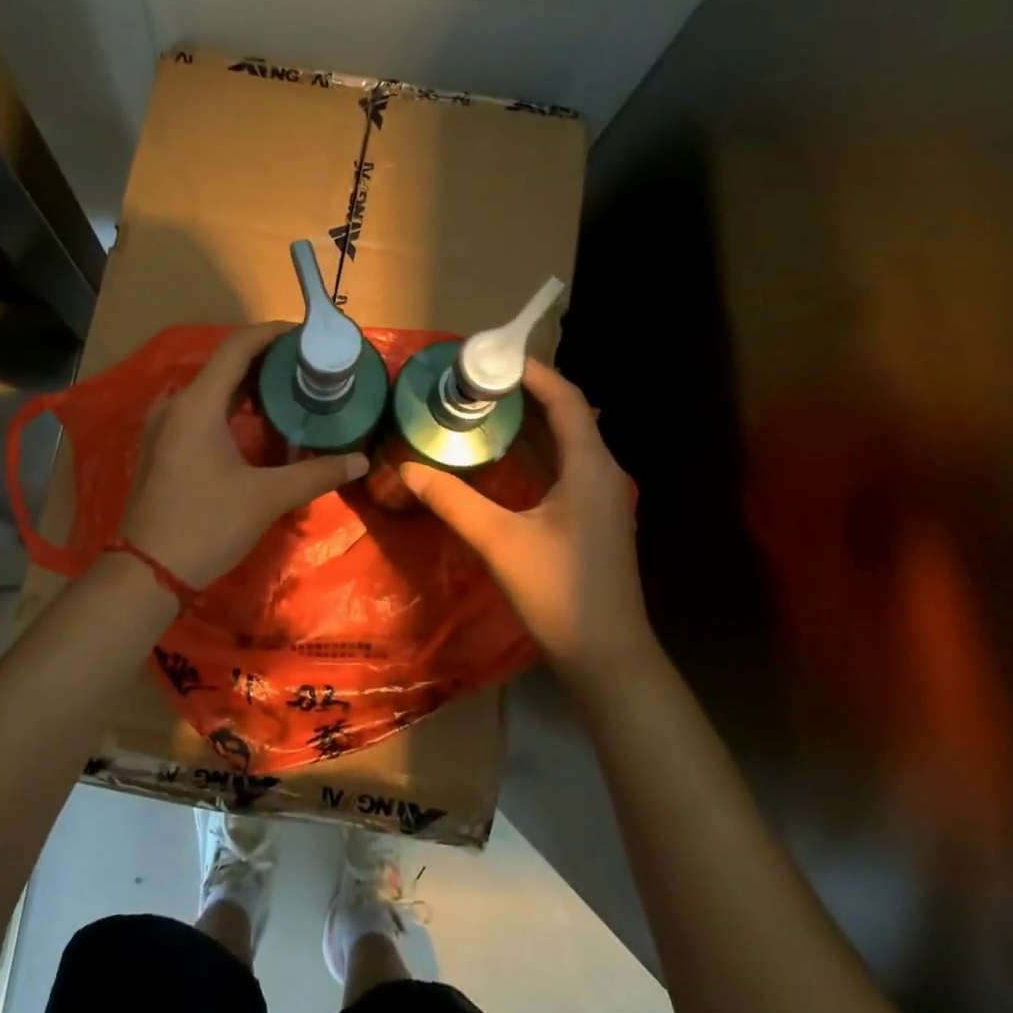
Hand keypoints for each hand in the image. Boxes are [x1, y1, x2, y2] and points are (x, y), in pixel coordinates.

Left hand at [121, 321, 368, 587]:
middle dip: (267, 360)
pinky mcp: (162, 446)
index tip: (307, 335)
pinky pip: (200, 410)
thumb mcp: (266, 498)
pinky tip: (256, 424)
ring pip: (212, 389)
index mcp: (198, 404)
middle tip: (308, 366)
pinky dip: (231, 406)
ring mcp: (164, 426)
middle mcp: (176, 405)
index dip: (273, 334)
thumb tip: (360, 460)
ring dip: (249, 385)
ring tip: (290, 390)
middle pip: (225, 365)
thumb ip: (316, 474)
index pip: (237, 347)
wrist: (148, 572)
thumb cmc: (206, 525)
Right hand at [399, 360, 648, 681]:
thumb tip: (406, 468)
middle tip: (473, 381)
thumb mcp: (498, 541)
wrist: (606, 655)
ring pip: (563, 443)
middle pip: (565, 415)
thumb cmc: (558, 592)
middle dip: (522, 393)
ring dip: (526, 423)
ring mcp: (600, 496)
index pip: (565, 398)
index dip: (531, 371)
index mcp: (589, 467)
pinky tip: (499, 457)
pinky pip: (562, 467)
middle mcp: (601, 472)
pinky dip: (532, 452)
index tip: (489, 357)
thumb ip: (452, 500)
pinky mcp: (592, 517)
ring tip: (479, 408)